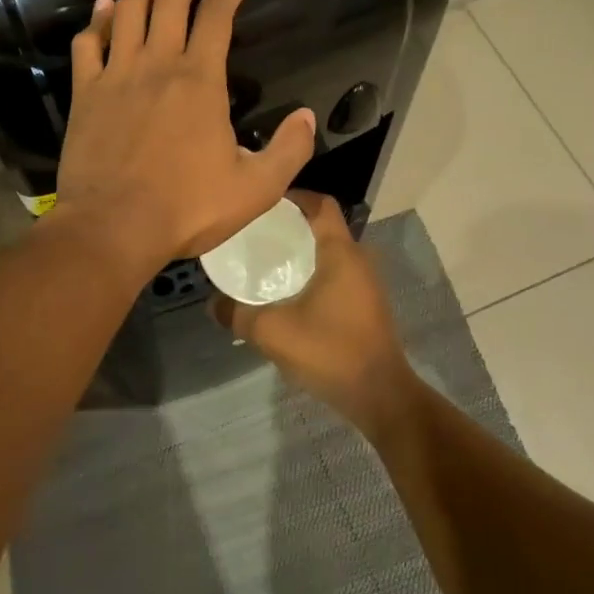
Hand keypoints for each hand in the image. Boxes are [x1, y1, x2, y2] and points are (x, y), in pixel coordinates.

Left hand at [54, 0, 316, 272]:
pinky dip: (98, 20)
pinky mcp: (86, 93)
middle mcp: (157, 64)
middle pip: (171, 1)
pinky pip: (89, 44)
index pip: (217, 18)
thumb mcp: (257, 188)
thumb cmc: (187, 208)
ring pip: (129, 12)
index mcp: (200, 80)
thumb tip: (308, 117)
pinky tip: (105, 8)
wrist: (113, 227)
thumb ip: (289, 150)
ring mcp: (116, 75)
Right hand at [210, 191, 416, 439]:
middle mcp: (358, 259)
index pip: (320, 204)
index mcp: (340, 252)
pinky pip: (338, 273)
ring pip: (331, 252)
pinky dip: (315, 271)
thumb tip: (212, 304)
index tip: (265, 203)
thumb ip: (238, 314)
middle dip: (292, 225)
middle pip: (324, 226)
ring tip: (270, 260)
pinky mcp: (368, 304)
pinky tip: (291, 291)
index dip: (294, 196)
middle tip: (258, 233)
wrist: (381, 396)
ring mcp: (367, 283)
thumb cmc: (329, 351)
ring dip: (304, 250)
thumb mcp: (273, 332)